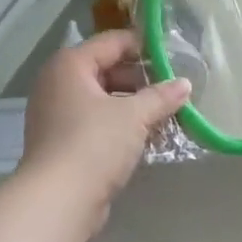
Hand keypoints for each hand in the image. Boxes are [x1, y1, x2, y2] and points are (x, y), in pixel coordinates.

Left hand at [21, 30, 191, 224]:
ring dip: (133, 107)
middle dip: (142, 82)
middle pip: (107, 71)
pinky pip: (96, 124)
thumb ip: (161, 96)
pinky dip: (119, 127)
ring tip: (166, 116)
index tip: (175, 56)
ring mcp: (56, 115)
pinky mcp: (62, 143)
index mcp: (70, 65)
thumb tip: (185, 84)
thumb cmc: (94, 144)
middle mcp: (57, 84)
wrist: (59, 199)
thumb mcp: (134, 116)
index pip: (112, 42)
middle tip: (173, 91)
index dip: (144, 46)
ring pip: (102, 101)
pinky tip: (147, 138)